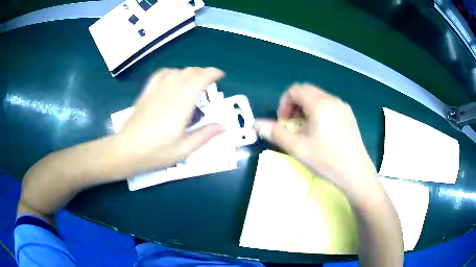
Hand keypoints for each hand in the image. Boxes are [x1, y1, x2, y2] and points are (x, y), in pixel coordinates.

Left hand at [116, 67, 224, 174]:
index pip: (199, 79)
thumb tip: (223, 126)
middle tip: (210, 84)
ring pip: (176, 71)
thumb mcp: (183, 150)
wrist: (126, 150)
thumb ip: (204, 135)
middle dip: (203, 73)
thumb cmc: (155, 153)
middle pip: (189, 72)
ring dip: (189, 72)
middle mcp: (169, 92)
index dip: (212, 73)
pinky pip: (161, 74)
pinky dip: (172, 72)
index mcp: (181, 105)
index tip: (221, 76)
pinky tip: (173, 80)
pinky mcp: (146, 93)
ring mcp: (155, 90)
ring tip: (194, 82)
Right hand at [255, 83, 377, 196]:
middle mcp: (333, 100)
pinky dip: (318, 112)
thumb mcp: (298, 148)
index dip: (284, 103)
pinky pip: (329, 106)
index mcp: (320, 103)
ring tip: (305, 129)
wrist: (356, 173)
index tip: (283, 122)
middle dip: (294, 105)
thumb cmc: (326, 160)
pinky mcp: (349, 116)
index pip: (295, 89)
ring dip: (306, 109)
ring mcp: (343, 107)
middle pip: (307, 91)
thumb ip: (275, 133)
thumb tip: (256, 124)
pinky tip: (320, 132)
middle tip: (291, 125)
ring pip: (318, 98)